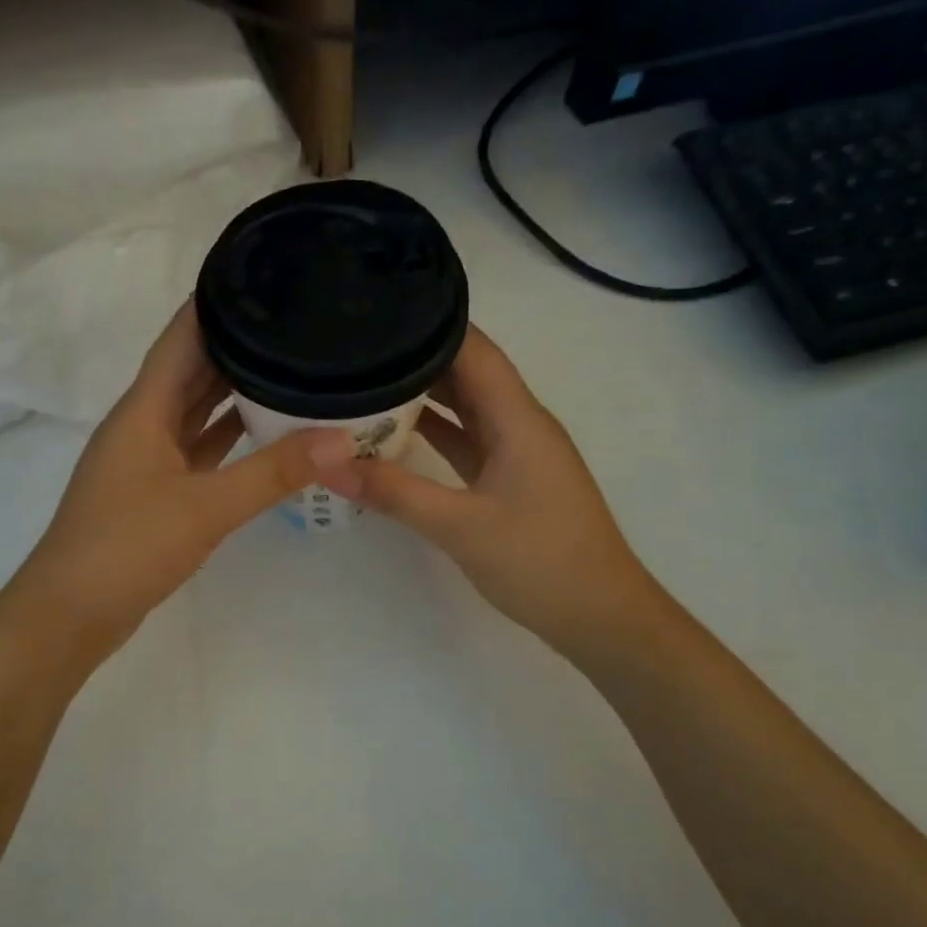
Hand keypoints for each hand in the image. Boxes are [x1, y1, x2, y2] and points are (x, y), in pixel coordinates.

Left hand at [9, 303, 354, 655]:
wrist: (70, 614)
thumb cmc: (127, 547)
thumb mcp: (206, 508)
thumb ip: (274, 473)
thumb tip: (342, 440)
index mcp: (144, 410)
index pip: (181, 337)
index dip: (213, 302)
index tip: (257, 272)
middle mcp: (143, 424)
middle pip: (191, 369)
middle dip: (235, 342)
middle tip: (291, 317)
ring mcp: (148, 459)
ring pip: (195, 410)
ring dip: (233, 389)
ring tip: (288, 363)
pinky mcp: (157, 491)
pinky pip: (199, 447)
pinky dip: (228, 435)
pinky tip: (264, 429)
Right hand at [317, 326, 657, 656]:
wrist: (599, 616)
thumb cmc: (541, 563)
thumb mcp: (460, 527)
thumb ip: (394, 493)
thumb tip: (328, 464)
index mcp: (519, 419)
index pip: (475, 350)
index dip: (432, 323)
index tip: (379, 310)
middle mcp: (519, 423)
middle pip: (467, 372)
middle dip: (417, 354)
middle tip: (357, 343)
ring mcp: (515, 451)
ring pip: (465, 406)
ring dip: (422, 392)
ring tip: (364, 375)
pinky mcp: (507, 477)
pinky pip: (465, 439)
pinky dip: (433, 430)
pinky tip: (392, 429)